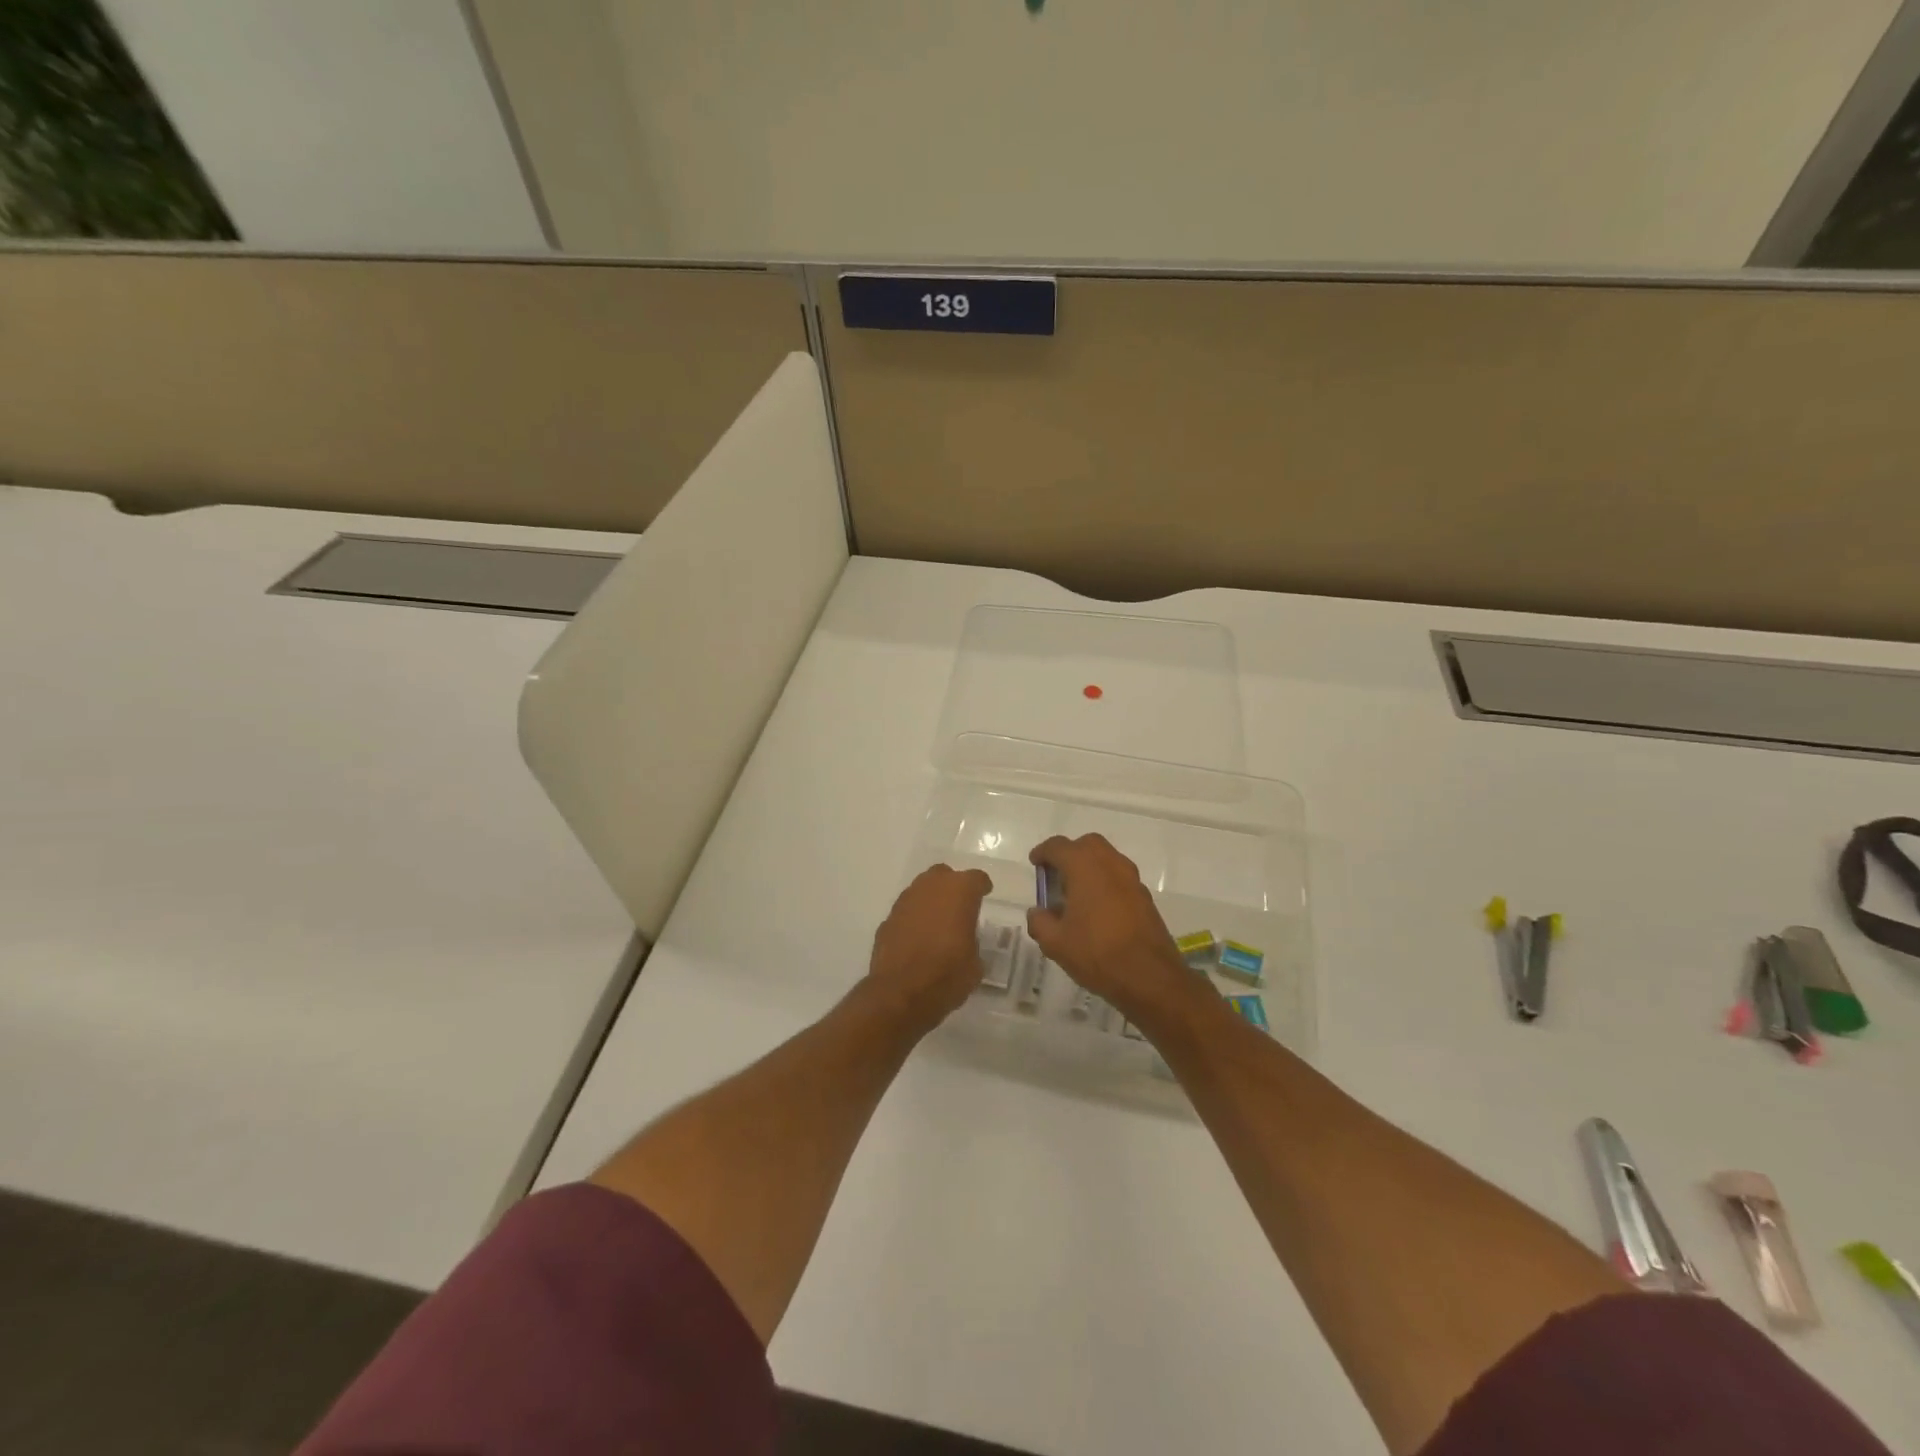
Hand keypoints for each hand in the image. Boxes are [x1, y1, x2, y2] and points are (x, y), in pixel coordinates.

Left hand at [866, 864, 993, 1033]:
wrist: (901, 993)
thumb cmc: (948, 974)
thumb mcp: (975, 963)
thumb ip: (972, 942)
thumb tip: (966, 943)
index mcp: (959, 892)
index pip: (976, 878)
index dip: (981, 887)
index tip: (984, 895)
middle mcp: (930, 887)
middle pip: (943, 875)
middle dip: (952, 887)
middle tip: (959, 906)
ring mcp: (905, 901)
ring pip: (921, 890)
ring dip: (930, 901)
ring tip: (938, 922)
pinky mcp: (887, 919)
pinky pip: (906, 911)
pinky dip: (913, 919)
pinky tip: (917, 938)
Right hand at [1026, 834, 1199, 1028]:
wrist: (1150, 977)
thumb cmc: (1096, 953)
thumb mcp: (1055, 943)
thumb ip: (1040, 922)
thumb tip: (1037, 912)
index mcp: (1084, 866)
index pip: (1058, 846)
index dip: (1043, 853)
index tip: (1035, 864)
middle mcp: (1110, 864)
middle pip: (1087, 845)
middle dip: (1070, 854)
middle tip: (1057, 876)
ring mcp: (1131, 879)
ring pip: (1106, 859)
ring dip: (1089, 867)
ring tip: (1076, 895)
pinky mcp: (1145, 896)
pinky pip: (1119, 878)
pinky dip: (1105, 883)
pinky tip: (1097, 910)